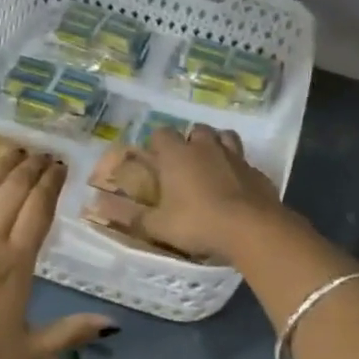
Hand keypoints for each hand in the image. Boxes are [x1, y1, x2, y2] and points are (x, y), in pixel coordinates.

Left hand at [0, 148, 111, 358]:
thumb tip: (113, 325)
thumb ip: (70, 332)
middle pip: (14, 190)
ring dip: (2, 165)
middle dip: (31, 167)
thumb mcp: (28, 351)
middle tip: (42, 154)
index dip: (51, 183)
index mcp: (17, 263)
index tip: (60, 166)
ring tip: (14, 151)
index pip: (39, 208)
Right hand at [137, 125, 288, 262]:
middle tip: (185, 165)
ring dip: (217, 147)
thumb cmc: (198, 223)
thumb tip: (101, 207)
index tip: (156, 160)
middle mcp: (206, 147)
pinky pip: (245, 162)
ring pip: (225, 138)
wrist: (251, 229)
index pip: (162, 133)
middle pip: (196, 130)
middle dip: (190, 142)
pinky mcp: (258, 172)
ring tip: (212, 167)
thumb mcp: (159, 226)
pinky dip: (238, 170)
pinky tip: (236, 188)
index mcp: (178, 155)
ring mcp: (235, 157)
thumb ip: (133, 215)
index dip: (157, 144)